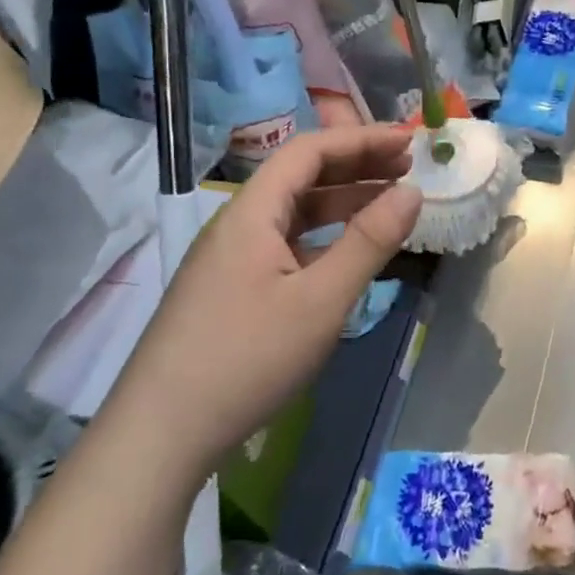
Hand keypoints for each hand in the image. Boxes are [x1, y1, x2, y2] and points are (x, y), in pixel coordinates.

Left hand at [121, 126, 421, 465]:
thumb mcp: (321, 300)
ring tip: (390, 205)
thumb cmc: (246, 358)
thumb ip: (369, 242)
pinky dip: (324, 238)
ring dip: (342, 203)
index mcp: (251, 212)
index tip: (408, 143)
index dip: (361, 140)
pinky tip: (349, 255)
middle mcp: (238, 225)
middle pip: (301, 177)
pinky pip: (287, 246)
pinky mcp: (232, 291)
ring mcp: (232, 260)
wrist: (162, 435)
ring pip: (294, 214)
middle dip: (356, 166)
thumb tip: (413, 191)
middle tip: (407, 168)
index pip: (309, 151)